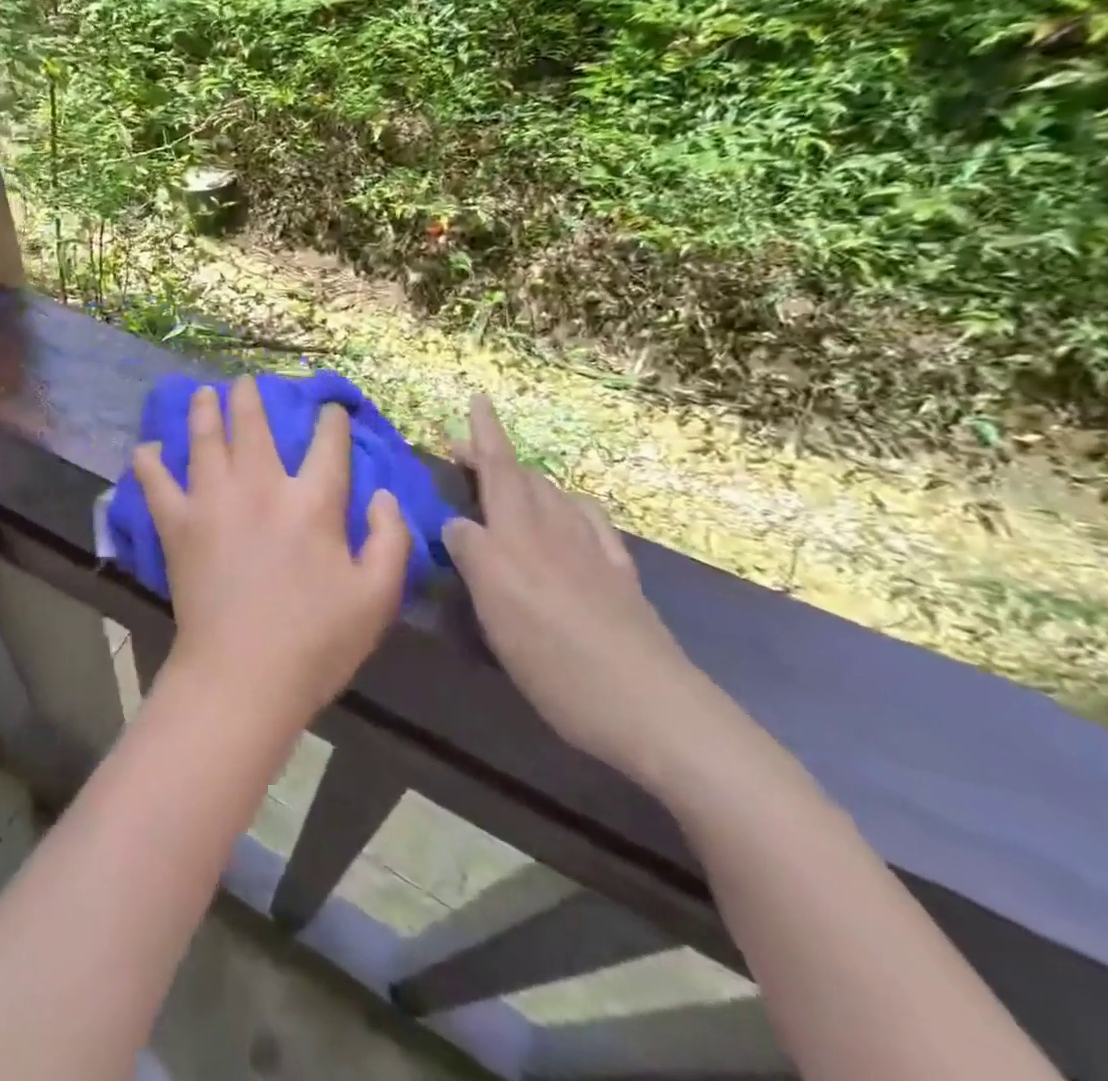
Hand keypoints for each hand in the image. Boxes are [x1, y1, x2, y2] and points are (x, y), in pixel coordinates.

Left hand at [132, 376, 410, 729]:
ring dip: (204, 411)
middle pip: (253, 426)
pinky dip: (149, 462)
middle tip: (246, 383)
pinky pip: (156, 483)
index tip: (329, 411)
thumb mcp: (377, 597)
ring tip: (203, 393)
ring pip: (204, 440)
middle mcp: (260, 487)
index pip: (327, 445)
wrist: (243, 675)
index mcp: (312, 503)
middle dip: (251, 398)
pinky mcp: (177, 524)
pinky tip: (146, 449)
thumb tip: (382, 494)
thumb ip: (389, 539)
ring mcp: (212, 501)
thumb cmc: (316, 641)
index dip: (331, 422)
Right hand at [442, 395, 722, 789]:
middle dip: (493, 456)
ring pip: (556, 497)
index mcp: (518, 538)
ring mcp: (593, 555)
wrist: (653, 710)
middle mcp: (555, 534)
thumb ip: (471, 555)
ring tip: (507, 481)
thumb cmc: (557, 659)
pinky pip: (592, 524)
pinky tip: (571, 516)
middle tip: (464, 449)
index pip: (498, 471)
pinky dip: (571, 506)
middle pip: (523, 480)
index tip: (477, 398)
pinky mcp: (618, 581)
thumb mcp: (495, 608)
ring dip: (527, 479)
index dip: (485, 435)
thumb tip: (456, 524)